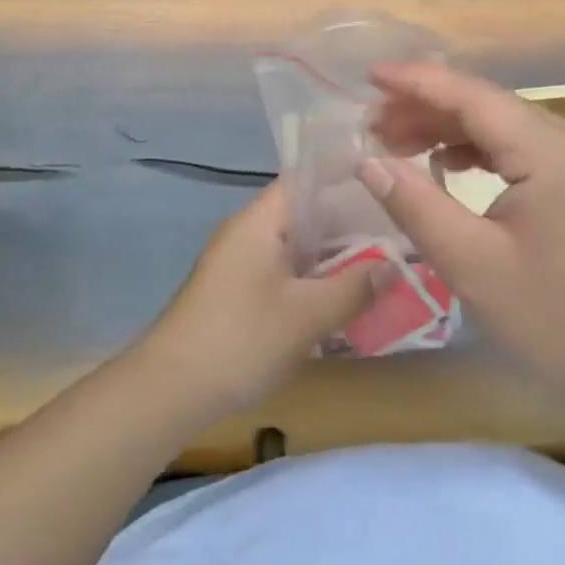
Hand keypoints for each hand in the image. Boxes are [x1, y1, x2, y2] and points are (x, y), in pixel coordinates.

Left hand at [137, 180, 392, 419]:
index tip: (384, 176)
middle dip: (349, 220)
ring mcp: (240, 263)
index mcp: (261, 220)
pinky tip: (342, 295)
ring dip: (333, 253)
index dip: (344, 173)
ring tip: (381, 260)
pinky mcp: (237, 293)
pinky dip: (313, 276)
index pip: (306, 178)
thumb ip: (355, 287)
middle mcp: (249, 232)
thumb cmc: (241, 338)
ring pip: (296, 245)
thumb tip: (394, 264)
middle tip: (396, 226)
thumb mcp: (307, 314)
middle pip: (305, 212)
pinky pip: (284, 270)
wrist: (168, 391)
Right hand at [359, 63, 564, 401]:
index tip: (369, 76)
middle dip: (426, 108)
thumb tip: (367, 161)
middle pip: (488, 105)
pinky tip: (446, 162)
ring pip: (503, 123)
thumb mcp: (473, 265)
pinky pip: (521, 146)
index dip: (417, 82)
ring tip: (396, 142)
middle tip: (370, 125)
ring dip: (449, 128)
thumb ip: (416, 205)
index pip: (473, 96)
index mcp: (552, 152)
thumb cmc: (556, 322)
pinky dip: (479, 149)